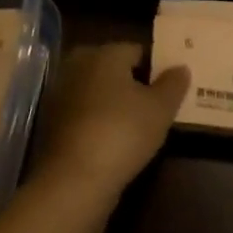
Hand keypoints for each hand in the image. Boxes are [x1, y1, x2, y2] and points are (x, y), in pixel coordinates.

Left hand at [34, 44, 186, 199]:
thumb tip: (180, 68)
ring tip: (139, 125)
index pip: (137, 51)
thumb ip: (173, 84)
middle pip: (114, 70)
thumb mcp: (161, 109)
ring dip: (114, 104)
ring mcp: (61, 95)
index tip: (171, 87)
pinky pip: (85, 115)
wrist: (73, 181)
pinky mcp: (52, 124)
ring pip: (97, 92)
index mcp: (105, 53)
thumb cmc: (122, 132)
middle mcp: (78, 66)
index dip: (156, 67)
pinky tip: (116, 142)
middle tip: (157, 105)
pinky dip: (99, 122)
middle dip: (133, 83)